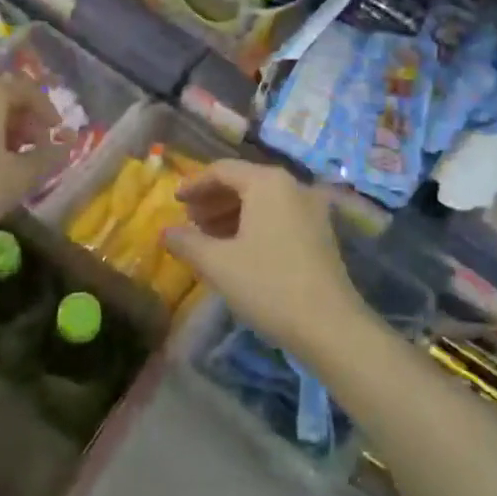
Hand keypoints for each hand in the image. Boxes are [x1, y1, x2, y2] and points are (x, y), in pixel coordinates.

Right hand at [163, 159, 365, 355]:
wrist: (330, 325)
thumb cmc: (268, 285)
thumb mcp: (218, 264)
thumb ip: (187, 242)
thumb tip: (166, 232)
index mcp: (268, 182)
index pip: (222, 170)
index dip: (194, 184)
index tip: (175, 201)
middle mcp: (293, 186)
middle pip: (245, 182)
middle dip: (213, 200)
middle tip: (190, 221)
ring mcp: (311, 209)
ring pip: (263, 201)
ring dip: (232, 213)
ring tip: (208, 238)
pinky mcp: (321, 232)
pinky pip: (279, 216)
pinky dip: (254, 224)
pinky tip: (238, 249)